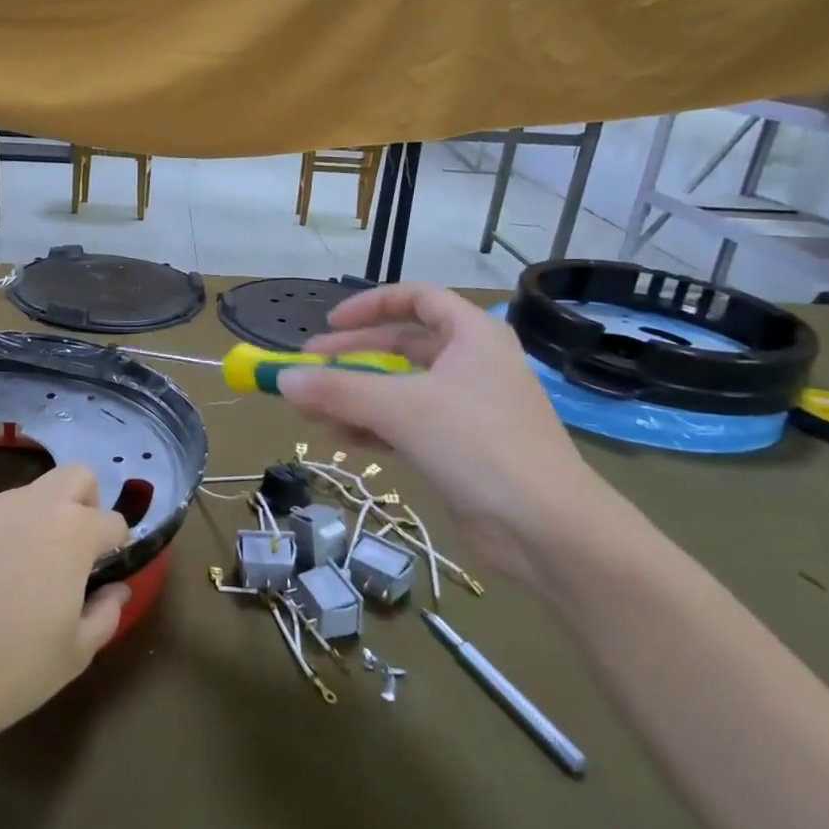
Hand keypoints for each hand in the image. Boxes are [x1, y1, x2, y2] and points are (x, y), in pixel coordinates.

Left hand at [0, 466, 130, 756]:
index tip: (103, 573)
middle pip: (74, 477)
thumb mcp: (76, 653)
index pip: (112, 521)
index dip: (115, 546)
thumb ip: (106, 612)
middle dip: (84, 504)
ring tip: (8, 578)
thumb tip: (115, 589)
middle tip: (69, 552)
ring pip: (21, 498)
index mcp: (72, 532)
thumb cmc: (13, 671)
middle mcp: (29, 506)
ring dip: (29, 524)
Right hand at [278, 283, 621, 593]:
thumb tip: (281, 379)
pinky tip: (341, 438)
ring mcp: (466, 409)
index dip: (370, 305)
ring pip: (399, 390)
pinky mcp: (459, 448)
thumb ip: (338, 391)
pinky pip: (405, 424)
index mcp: (473, 336)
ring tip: (311, 412)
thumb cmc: (479, 446)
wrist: (547, 529)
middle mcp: (471, 365)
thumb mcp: (401, 409)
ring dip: (355, 397)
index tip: (329, 325)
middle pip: (401, 346)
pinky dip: (373, 427)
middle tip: (308, 370)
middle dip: (351, 358)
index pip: (417, 299)